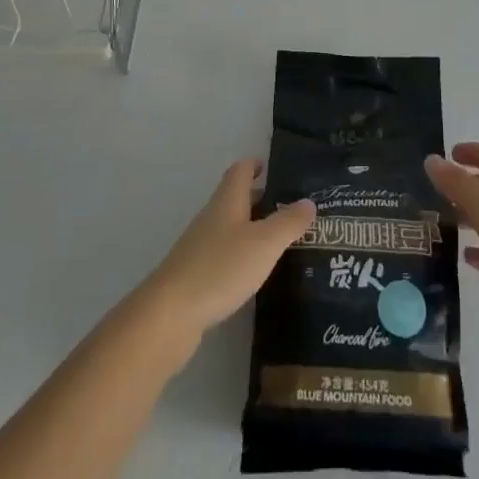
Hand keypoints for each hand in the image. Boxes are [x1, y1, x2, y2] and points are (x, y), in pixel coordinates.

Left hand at [139, 160, 316, 344]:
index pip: (240, 170)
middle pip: (236, 198)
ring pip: (230, 227)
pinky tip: (254, 274)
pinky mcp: (194, 274)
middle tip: (289, 209)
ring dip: (252, 229)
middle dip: (260, 200)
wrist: (170, 314)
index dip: (255, 165)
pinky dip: (240, 255)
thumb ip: (288, 222)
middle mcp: (212, 217)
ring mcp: (199, 246)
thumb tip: (309, 201)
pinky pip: (223, 254)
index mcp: (227, 201)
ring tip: (279, 242)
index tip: (273, 168)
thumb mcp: (264, 244)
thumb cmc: (221, 268)